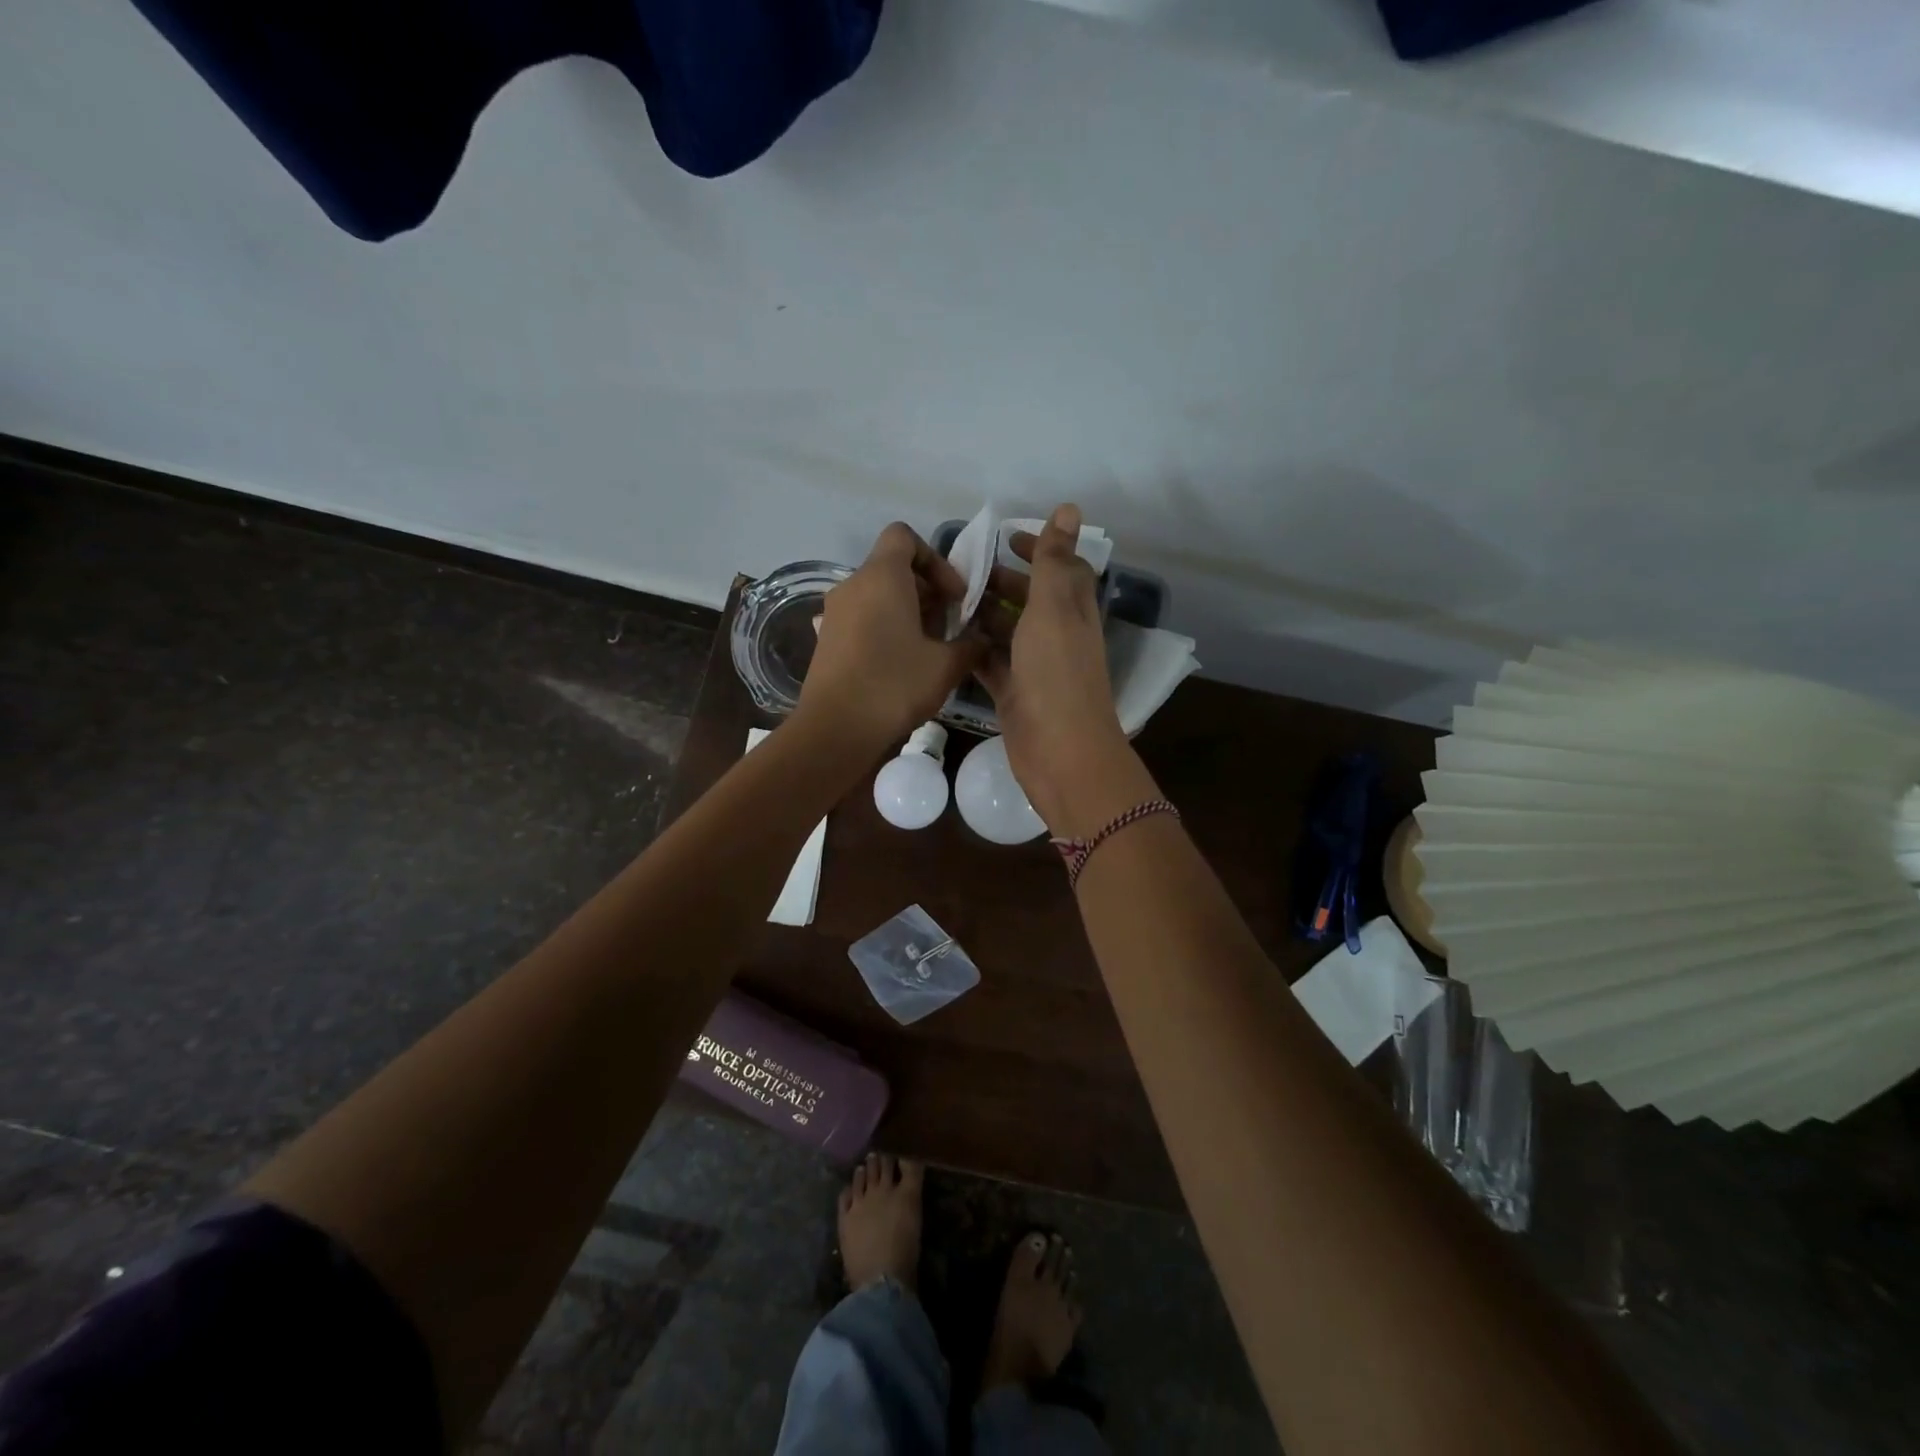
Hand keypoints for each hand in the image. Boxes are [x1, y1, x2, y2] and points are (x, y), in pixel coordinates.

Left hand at [797, 523, 984, 756]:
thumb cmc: (894, 685)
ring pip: (878, 596)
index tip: (953, 595)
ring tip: (930, 648)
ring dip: (908, 613)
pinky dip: (885, 629)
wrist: (835, 730)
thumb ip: (971, 644)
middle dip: (927, 591)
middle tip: (950, 626)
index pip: (905, 536)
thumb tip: (981, 639)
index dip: (935, 559)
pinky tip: (902, 665)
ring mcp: (834, 613)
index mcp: (881, 577)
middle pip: (893, 568)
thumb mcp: (946, 666)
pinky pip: (862, 619)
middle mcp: (852, 585)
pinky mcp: (827, 640)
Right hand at [975, 504, 1132, 831]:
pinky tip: (946, 639)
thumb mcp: (1053, 608)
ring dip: (983, 615)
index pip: (1062, 570)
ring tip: (944, 601)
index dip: (1040, 549)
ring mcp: (1036, 668)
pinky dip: (974, 650)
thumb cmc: (1056, 674)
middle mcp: (1058, 637)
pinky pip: (992, 664)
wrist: (1058, 750)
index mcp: (1073, 612)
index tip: (1005, 538)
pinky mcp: (1015, 694)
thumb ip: (1055, 560)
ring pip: (1008, 632)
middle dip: (1002, 582)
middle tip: (961, 571)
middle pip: (1031, 600)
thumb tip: (1070, 508)